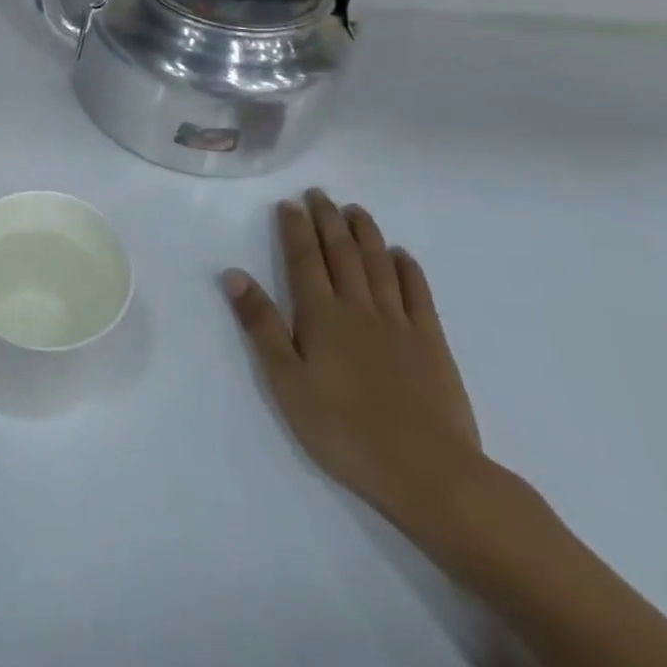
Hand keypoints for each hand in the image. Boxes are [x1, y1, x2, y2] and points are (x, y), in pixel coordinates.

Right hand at [225, 191, 485, 537]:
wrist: (429, 472)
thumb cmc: (344, 429)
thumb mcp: (286, 381)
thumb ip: (261, 325)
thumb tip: (234, 275)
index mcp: (321, 315)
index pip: (303, 259)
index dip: (295, 229)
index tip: (288, 203)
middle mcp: (359, 308)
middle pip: (341, 253)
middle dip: (328, 220)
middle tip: (319, 194)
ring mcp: (399, 323)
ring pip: (379, 265)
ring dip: (366, 233)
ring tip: (355, 210)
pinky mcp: (432, 343)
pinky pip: (417, 294)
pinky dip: (407, 269)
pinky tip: (401, 255)